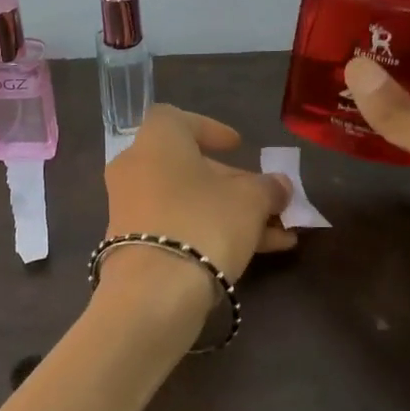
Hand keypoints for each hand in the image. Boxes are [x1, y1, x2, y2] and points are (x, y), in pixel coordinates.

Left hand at [102, 105, 295, 283]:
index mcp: (156, 141)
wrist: (154, 291)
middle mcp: (135, 168)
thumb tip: (279, 186)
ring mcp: (130, 208)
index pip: (178, 119)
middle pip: (188, 166)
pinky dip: (211, 233)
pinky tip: (259, 254)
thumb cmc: (204, 222)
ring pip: (187, 202)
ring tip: (280, 235)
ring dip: (232, 213)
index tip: (237, 146)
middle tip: (267, 200)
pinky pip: (176, 227)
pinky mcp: (131, 244)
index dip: (210, 129)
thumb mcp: (250, 200)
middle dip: (232, 183)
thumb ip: (268, 188)